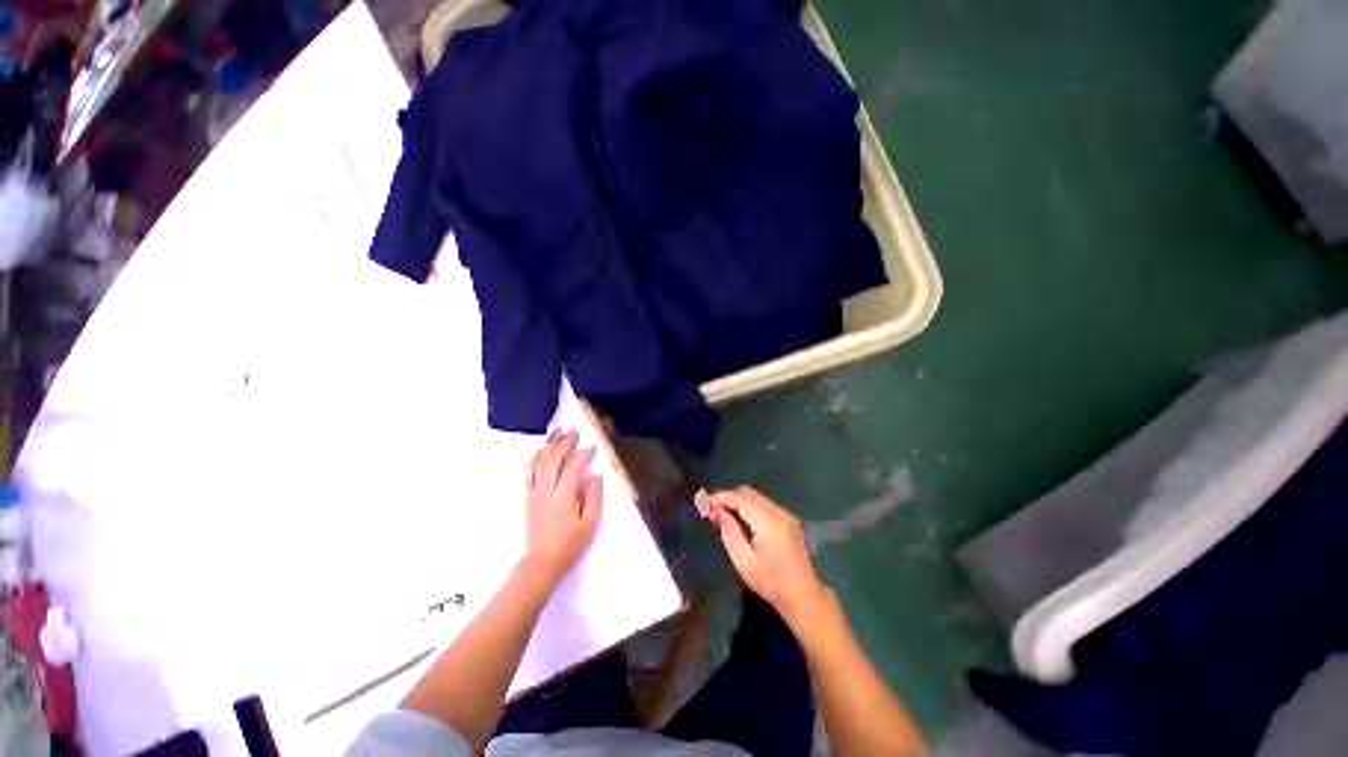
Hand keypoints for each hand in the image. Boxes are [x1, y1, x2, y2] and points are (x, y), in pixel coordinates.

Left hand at [524, 431, 602, 581]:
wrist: (543, 562)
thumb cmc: (570, 544)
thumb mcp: (590, 523)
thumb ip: (594, 497)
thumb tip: (596, 475)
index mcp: (564, 496)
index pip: (573, 467)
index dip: (583, 455)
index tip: (592, 448)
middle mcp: (547, 490)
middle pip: (554, 460)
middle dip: (565, 444)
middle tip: (574, 432)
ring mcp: (535, 493)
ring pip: (540, 463)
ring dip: (549, 446)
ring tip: (557, 434)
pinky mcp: (529, 498)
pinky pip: (529, 474)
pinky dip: (534, 460)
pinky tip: (539, 452)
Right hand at [709, 488, 829, 623]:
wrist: (803, 595)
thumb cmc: (771, 583)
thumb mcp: (744, 561)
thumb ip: (729, 532)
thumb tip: (717, 511)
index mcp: (769, 523)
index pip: (741, 499)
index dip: (722, 497)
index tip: (705, 501)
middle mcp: (779, 513)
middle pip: (749, 493)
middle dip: (729, 496)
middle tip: (712, 507)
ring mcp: (786, 514)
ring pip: (756, 496)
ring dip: (738, 500)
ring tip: (723, 512)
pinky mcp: (788, 519)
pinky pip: (764, 504)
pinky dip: (749, 505)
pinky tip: (739, 517)